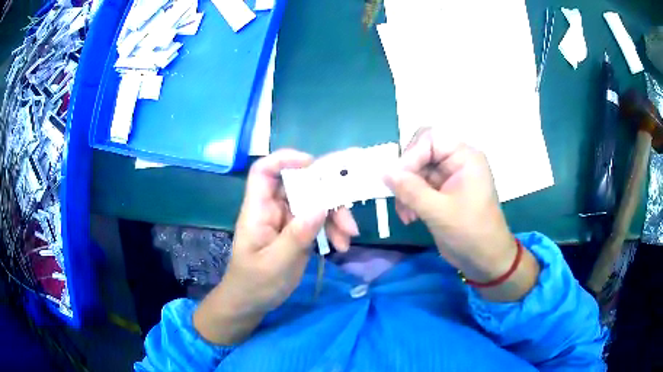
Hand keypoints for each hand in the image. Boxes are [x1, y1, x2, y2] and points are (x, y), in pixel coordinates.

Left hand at [194, 149, 357, 343]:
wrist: (252, 303)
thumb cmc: (254, 284)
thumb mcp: (275, 264)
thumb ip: (296, 236)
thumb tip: (321, 206)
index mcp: (258, 210)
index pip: (264, 171)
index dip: (285, 159)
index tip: (312, 164)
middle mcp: (273, 209)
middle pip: (299, 185)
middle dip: (326, 193)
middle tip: (348, 210)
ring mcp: (287, 220)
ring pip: (315, 202)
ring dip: (335, 215)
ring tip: (348, 236)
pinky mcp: (299, 232)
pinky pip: (320, 220)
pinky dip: (334, 229)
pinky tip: (342, 245)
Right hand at [384, 128, 538, 300]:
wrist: (485, 260)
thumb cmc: (470, 233)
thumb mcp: (439, 212)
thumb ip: (410, 190)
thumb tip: (384, 172)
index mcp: (464, 157)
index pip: (430, 139)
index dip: (411, 155)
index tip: (397, 180)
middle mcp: (457, 161)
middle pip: (421, 152)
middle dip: (407, 174)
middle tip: (399, 195)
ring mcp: (449, 176)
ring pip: (416, 170)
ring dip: (406, 190)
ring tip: (406, 215)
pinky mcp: (442, 191)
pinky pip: (419, 186)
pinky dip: (410, 199)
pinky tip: (410, 217)